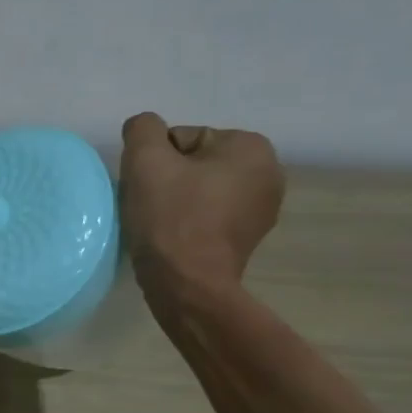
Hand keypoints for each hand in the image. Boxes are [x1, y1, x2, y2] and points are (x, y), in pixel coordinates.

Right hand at [121, 113, 283, 312]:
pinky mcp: (249, 238)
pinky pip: (210, 216)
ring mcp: (263, 209)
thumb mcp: (145, 160)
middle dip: (170, 179)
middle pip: (195, 163)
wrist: (187, 285)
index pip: (183, 138)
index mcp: (251, 146)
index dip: (156, 161)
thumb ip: (142, 129)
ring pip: (201, 190)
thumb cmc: (169, 218)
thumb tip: (144, 128)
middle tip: (150, 205)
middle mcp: (269, 172)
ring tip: (160, 224)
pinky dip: (190, 221)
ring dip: (177, 200)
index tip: (148, 187)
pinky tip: (175, 239)